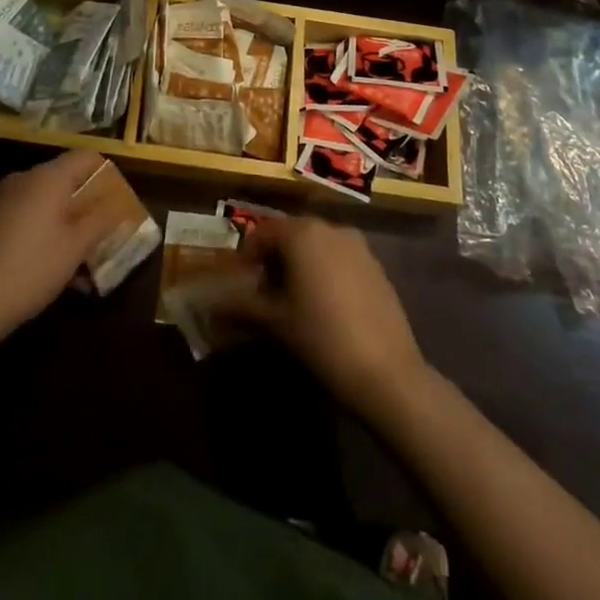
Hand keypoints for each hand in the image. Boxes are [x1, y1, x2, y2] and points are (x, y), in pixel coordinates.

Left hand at [0, 150, 110, 346]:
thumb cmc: (31, 269)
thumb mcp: (75, 247)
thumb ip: (101, 220)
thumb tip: (120, 204)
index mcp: (48, 177)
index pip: (87, 157)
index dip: (108, 174)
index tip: (119, 203)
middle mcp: (24, 179)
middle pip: (67, 179)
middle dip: (88, 205)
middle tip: (105, 234)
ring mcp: (3, 200)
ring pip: (47, 202)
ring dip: (68, 224)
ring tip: (82, 261)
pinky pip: (28, 217)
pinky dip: (46, 233)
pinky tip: (52, 268)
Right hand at [230, 216, 427, 418]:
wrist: (387, 371)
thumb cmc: (321, 338)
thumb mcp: (275, 322)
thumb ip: (241, 305)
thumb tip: (212, 304)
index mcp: (302, 233)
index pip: (263, 232)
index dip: (247, 255)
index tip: (241, 283)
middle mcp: (330, 228)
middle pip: (291, 235)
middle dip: (274, 259)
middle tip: (263, 294)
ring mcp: (358, 245)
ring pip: (317, 245)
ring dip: (300, 265)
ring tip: (292, 302)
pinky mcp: (376, 265)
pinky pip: (340, 258)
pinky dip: (325, 271)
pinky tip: (324, 306)